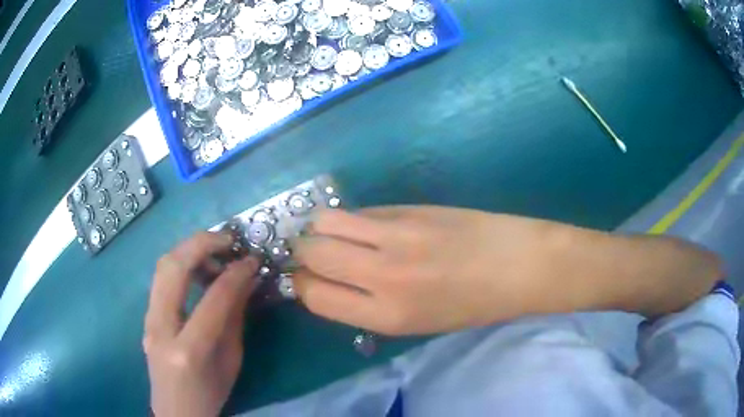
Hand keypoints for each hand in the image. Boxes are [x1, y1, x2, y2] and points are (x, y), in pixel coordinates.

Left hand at [144, 232, 258, 416]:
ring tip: (215, 253)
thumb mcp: (231, 361)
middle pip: (173, 268)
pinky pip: (161, 279)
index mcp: (189, 350)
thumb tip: (246, 281)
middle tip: (228, 240)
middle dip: (202, 244)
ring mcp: (147, 320)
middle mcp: (161, 328)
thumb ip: (235, 319)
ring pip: (162, 266)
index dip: (236, 274)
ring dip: (189, 250)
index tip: (252, 260)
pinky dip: (181, 265)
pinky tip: (197, 271)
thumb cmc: (210, 394)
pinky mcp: (146, 316)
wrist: (176, 410)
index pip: (213, 299)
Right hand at [291, 206, 557, 335]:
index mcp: (386, 316)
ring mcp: (396, 236)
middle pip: (310, 252)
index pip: (314, 295)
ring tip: (336, 234)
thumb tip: (329, 278)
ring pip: (326, 221)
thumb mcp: (417, 323)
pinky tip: (370, 226)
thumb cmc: (472, 305)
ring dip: (320, 228)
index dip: (303, 284)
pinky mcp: (410, 208)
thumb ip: (367, 304)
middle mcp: (382, 276)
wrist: (519, 266)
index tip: (308, 278)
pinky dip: (353, 219)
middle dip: (303, 253)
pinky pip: (362, 210)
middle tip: (316, 254)